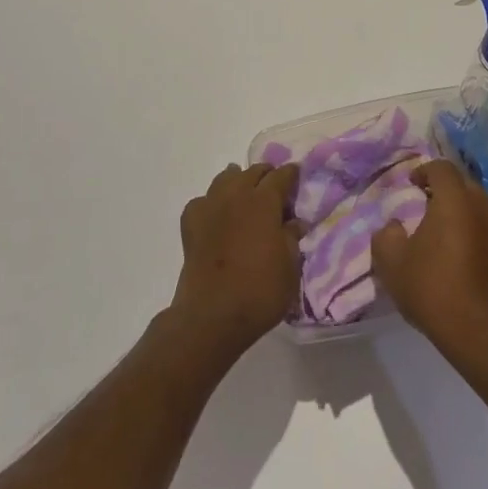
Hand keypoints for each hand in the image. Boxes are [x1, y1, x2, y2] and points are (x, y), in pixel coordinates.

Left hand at [169, 163, 301, 362]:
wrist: (211, 316)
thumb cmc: (259, 291)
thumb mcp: (290, 267)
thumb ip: (292, 238)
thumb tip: (295, 221)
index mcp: (263, 202)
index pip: (281, 176)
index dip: (291, 174)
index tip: (297, 176)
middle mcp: (236, 196)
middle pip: (252, 172)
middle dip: (266, 175)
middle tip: (275, 187)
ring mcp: (210, 207)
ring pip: (225, 179)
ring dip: (238, 180)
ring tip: (245, 192)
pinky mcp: (191, 225)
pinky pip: (202, 201)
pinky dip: (212, 202)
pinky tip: (216, 213)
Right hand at [371, 158, 487, 359]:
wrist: (478, 330)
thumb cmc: (433, 287)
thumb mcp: (392, 262)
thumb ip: (386, 235)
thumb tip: (394, 226)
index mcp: (454, 199)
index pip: (441, 168)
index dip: (423, 170)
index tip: (409, 184)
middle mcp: (478, 206)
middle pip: (460, 181)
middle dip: (440, 185)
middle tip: (419, 200)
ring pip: (472, 202)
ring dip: (453, 205)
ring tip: (430, 224)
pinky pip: (478, 222)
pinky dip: (463, 223)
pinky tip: (446, 245)